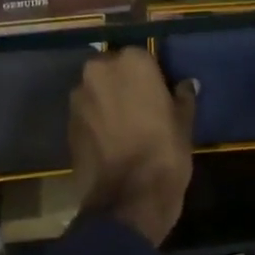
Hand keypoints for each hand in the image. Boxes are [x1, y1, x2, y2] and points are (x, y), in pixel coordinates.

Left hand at [69, 48, 196, 246]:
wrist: (128, 198)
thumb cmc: (164, 152)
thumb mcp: (184, 123)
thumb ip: (183, 97)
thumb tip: (186, 85)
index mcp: (131, 62)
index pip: (141, 56)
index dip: (151, 75)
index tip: (159, 92)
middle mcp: (99, 71)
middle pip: (113, 70)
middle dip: (123, 84)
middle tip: (141, 107)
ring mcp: (79, 97)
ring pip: (97, 91)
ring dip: (108, 101)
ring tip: (124, 126)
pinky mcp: (67, 123)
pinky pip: (86, 113)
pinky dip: (96, 121)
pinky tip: (111, 140)